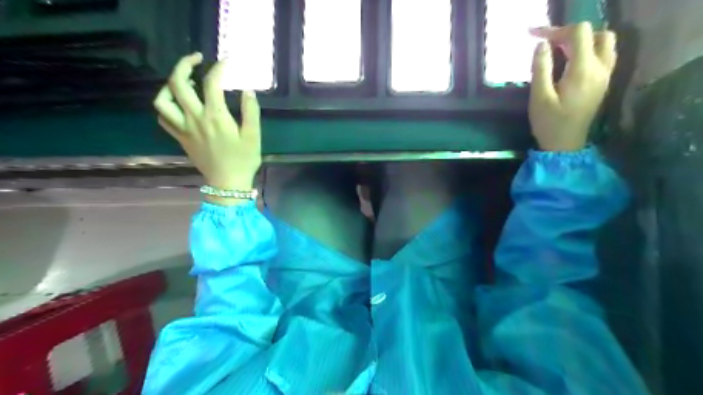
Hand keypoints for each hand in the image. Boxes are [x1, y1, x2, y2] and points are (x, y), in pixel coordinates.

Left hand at [155, 52, 262, 194]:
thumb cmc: (243, 160)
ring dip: (169, 85)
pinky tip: (178, 104)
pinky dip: (167, 106)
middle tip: (197, 59)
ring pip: (163, 100)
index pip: (212, 83)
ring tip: (184, 81)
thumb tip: (247, 91)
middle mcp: (195, 118)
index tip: (226, 62)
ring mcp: (184, 128)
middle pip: (178, 83)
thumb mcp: (253, 136)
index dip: (219, 68)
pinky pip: (164, 118)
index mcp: (215, 116)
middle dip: (185, 64)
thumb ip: (250, 112)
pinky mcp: (180, 138)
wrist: (228, 183)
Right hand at [531, 21, 616, 150]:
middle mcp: (600, 68)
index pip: (578, 33)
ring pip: (604, 42)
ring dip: (583, 40)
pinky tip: (572, 61)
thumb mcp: (539, 97)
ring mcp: (605, 75)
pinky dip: (589, 50)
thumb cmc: (549, 123)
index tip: (535, 37)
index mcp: (583, 70)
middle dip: (570, 34)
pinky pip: (604, 54)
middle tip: (549, 45)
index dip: (556, 30)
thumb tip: (542, 44)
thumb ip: (541, 68)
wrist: (565, 145)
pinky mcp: (603, 82)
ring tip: (561, 50)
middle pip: (595, 33)